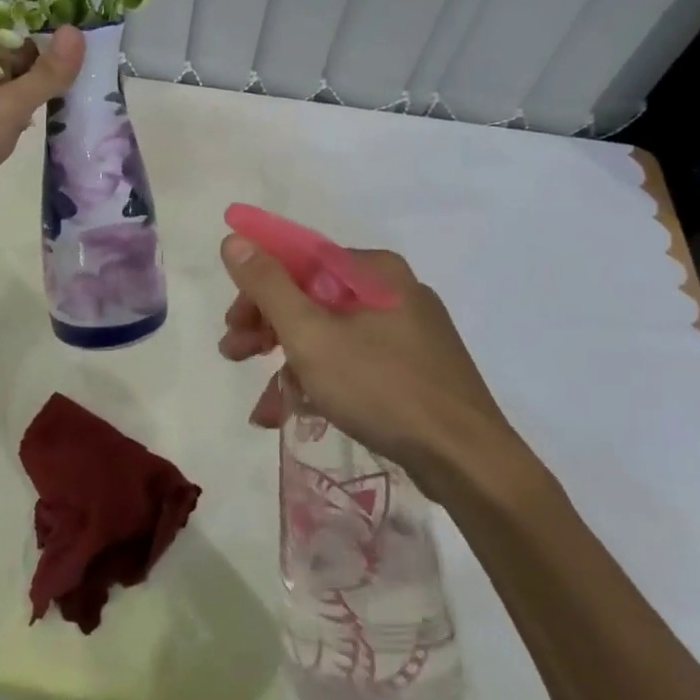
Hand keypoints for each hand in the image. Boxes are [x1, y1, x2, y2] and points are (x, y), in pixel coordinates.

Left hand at [0, 27, 83, 235]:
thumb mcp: (7, 104)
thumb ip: (45, 74)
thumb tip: (77, 32)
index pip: (24, 48)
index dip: (56, 48)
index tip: (95, 52)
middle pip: (25, 74)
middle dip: (57, 76)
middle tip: (104, 79)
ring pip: (22, 103)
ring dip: (50, 102)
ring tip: (94, 101)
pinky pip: (16, 129)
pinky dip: (38, 127)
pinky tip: (63, 132)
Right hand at [218, 238, 524, 491]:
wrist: (468, 461)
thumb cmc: (381, 387)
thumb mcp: (310, 335)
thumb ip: (267, 286)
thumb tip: (233, 239)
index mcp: (373, 270)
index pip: (299, 260)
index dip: (256, 287)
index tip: (232, 322)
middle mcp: (392, 290)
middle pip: (312, 296)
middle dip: (267, 328)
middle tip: (234, 354)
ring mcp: (407, 331)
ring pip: (330, 332)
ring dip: (288, 362)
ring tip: (263, 403)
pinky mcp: (415, 367)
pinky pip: (353, 360)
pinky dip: (322, 380)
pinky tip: (295, 412)